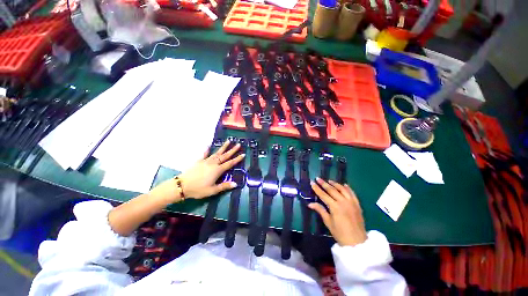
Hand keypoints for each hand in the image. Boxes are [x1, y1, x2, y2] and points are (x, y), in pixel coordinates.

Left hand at [149, 140, 244, 202]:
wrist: (182, 186)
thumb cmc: (199, 189)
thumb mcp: (213, 190)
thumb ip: (224, 186)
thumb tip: (235, 184)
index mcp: (218, 170)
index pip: (230, 163)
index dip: (237, 159)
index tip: (243, 154)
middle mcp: (213, 163)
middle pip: (225, 156)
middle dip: (232, 150)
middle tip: (238, 144)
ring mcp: (206, 161)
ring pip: (217, 153)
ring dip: (223, 147)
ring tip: (228, 141)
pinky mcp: (199, 161)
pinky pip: (204, 154)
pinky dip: (207, 149)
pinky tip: (208, 145)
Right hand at [309, 178, 366, 246]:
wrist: (357, 242)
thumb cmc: (340, 233)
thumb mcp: (328, 222)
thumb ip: (320, 210)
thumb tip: (310, 204)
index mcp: (335, 207)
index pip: (323, 195)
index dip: (317, 188)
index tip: (312, 182)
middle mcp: (343, 202)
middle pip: (332, 190)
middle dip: (324, 184)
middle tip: (318, 178)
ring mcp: (351, 202)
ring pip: (342, 189)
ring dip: (335, 184)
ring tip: (329, 180)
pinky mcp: (357, 204)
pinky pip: (352, 193)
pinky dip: (348, 188)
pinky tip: (344, 185)